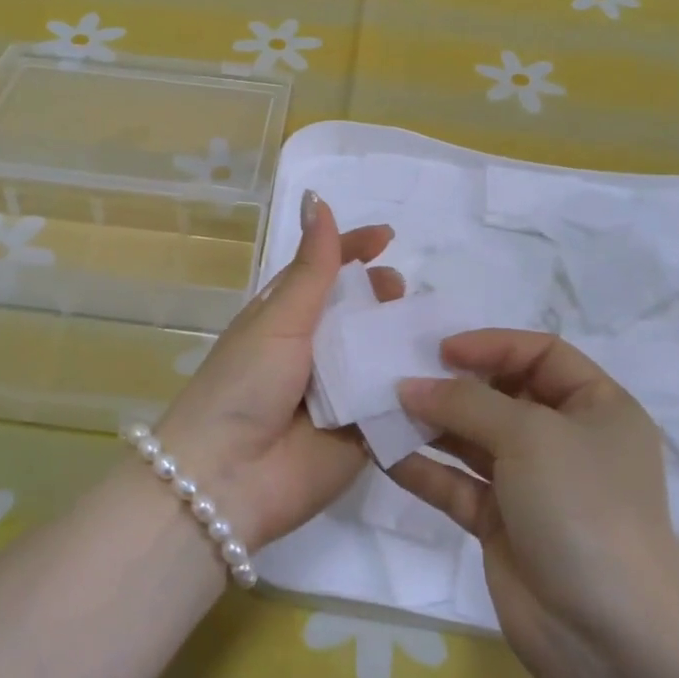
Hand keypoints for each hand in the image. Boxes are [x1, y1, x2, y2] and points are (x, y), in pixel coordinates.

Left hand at [157, 193, 400, 548]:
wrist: (228, 479)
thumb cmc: (245, 384)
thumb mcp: (279, 318)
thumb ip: (311, 266)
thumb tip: (317, 198)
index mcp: (287, 318)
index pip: (326, 272)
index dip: (355, 250)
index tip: (389, 238)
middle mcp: (314, 351)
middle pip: (360, 313)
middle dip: (384, 298)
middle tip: (401, 294)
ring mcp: (340, 394)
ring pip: (382, 356)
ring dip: (405, 341)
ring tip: (430, 330)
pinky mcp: (363, 435)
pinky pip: (397, 405)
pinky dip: (419, 389)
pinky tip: (450, 371)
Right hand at [388, 331, 678, 677]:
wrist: (609, 637)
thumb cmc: (582, 507)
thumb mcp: (529, 435)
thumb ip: (465, 402)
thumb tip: (409, 387)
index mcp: (597, 408)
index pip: (542, 354)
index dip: (493, 345)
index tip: (441, 351)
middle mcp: (566, 440)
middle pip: (502, 395)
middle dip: (453, 386)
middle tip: (401, 376)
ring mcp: (533, 485)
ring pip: (474, 440)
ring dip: (430, 425)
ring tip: (381, 410)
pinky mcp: (502, 525)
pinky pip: (458, 485)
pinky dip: (424, 470)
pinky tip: (384, 455)